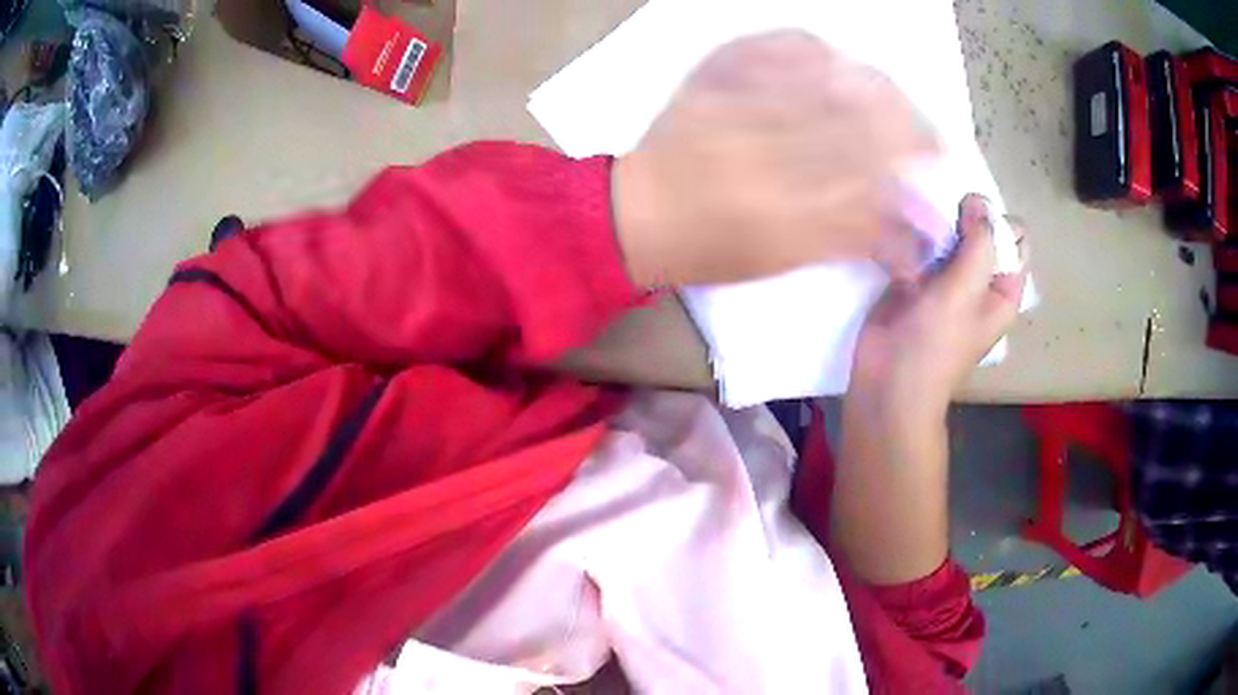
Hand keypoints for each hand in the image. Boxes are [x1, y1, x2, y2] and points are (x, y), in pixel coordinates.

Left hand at [612, 31, 938, 285]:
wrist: (637, 213)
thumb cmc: (713, 248)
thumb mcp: (786, 258)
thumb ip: (853, 238)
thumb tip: (912, 234)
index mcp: (785, 213)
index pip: (874, 177)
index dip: (913, 161)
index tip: (938, 154)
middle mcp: (768, 153)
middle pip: (859, 123)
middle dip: (907, 121)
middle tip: (926, 126)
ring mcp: (739, 106)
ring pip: (826, 82)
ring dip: (873, 85)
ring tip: (891, 94)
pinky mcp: (713, 77)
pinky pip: (770, 47)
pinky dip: (809, 47)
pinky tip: (832, 59)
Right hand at [848, 194, 1027, 425]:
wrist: (888, 383)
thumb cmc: (935, 343)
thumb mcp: (965, 290)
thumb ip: (979, 242)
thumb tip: (979, 200)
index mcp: (1003, 288)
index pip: (1015, 237)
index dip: (996, 222)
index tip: (969, 227)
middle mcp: (980, 282)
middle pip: (982, 231)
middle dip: (962, 220)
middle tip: (940, 231)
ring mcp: (948, 281)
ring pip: (950, 235)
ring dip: (935, 228)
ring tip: (918, 240)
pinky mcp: (917, 282)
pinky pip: (922, 247)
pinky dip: (913, 239)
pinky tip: (899, 246)